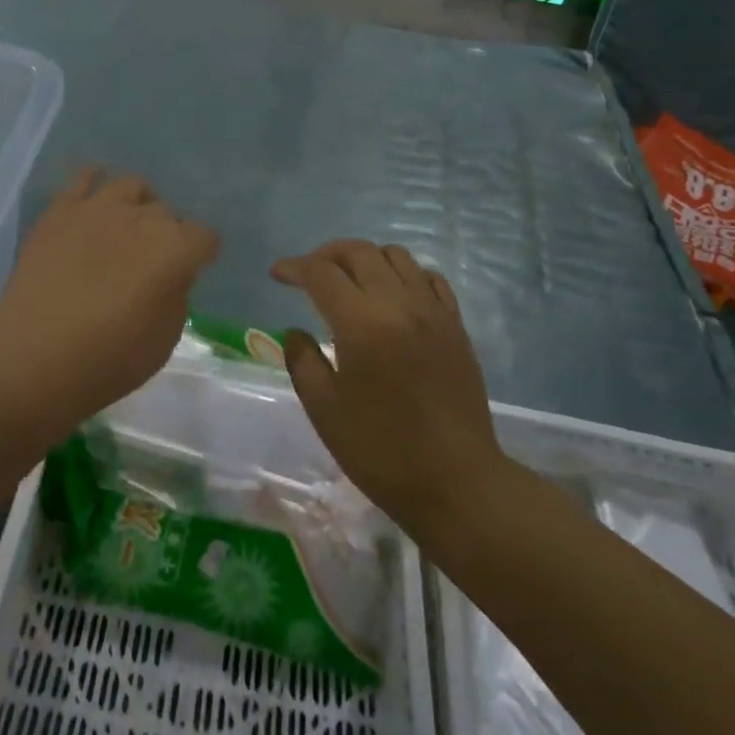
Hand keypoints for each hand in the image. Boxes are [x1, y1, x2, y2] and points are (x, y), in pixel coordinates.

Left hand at [0, 168, 218, 428]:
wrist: (33, 355)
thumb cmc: (107, 359)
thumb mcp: (163, 340)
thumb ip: (175, 297)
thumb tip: (169, 277)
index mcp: (175, 249)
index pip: (205, 237)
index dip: (200, 254)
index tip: (190, 271)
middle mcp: (143, 218)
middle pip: (167, 213)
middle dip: (166, 234)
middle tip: (150, 262)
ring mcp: (100, 207)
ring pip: (132, 186)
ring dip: (137, 204)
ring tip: (127, 223)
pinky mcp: (61, 209)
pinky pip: (83, 177)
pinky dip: (94, 179)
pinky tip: (94, 191)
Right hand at [273, 240, 501, 536]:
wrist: (457, 482)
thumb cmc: (382, 451)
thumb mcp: (325, 410)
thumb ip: (303, 361)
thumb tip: (296, 331)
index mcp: (362, 324)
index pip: (321, 273)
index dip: (294, 267)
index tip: (277, 274)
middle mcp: (399, 304)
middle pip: (359, 252)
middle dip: (326, 254)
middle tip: (309, 273)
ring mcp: (432, 311)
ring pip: (396, 256)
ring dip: (365, 259)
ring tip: (350, 281)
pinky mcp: (455, 324)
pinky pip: (429, 277)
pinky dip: (404, 273)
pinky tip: (393, 295)